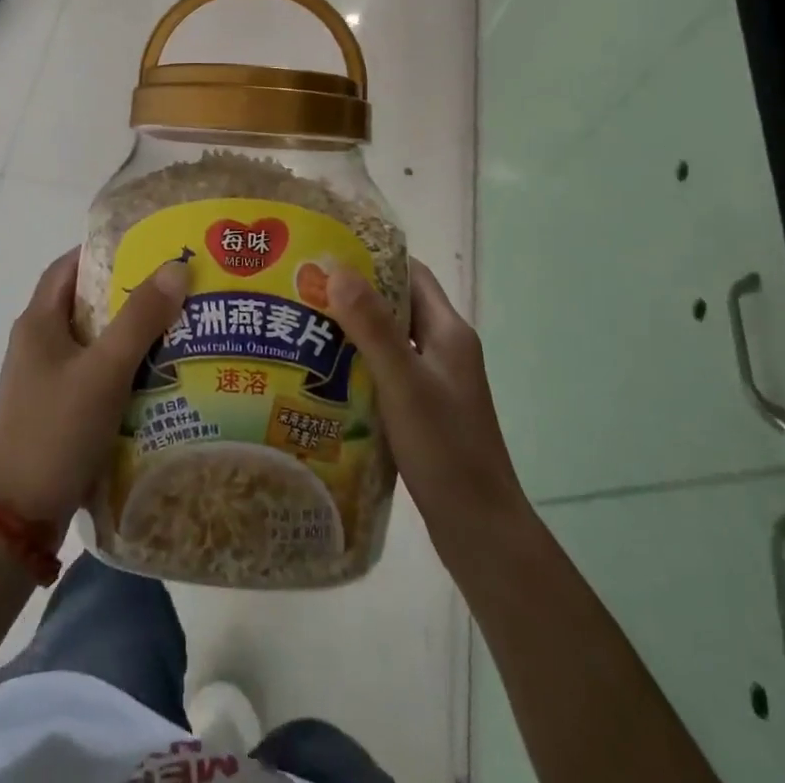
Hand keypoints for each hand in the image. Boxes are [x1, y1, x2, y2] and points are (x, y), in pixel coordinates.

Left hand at [0, 249, 189, 531]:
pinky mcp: (55, 408)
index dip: (104, 250)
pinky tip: (156, 375)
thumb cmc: (58, 431)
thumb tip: (176, 267)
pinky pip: (93, 372)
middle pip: (84, 302)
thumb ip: (140, 318)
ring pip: (92, 340)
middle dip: (126, 292)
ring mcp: (44, 379)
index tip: (148, 246)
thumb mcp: (104, 370)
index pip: (69, 266)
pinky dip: (121, 366)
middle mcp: (36, 344)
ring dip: (128, 332)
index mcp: (37, 323)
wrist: (20, 517)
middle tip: (173, 287)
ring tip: (175, 326)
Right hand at [329, 258, 529, 578]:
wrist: (480, 530)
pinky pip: (386, 371)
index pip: (411, 273)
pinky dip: (358, 365)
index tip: (327, 253)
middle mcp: (443, 349)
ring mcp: (435, 381)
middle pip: (396, 305)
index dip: (373, 258)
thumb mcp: (403, 382)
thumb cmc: (445, 450)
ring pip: (388, 340)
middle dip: (353, 294)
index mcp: (448, 332)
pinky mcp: (423, 410)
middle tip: (304, 290)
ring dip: (352, 331)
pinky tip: (324, 375)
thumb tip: (337, 268)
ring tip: (304, 327)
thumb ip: (372, 326)